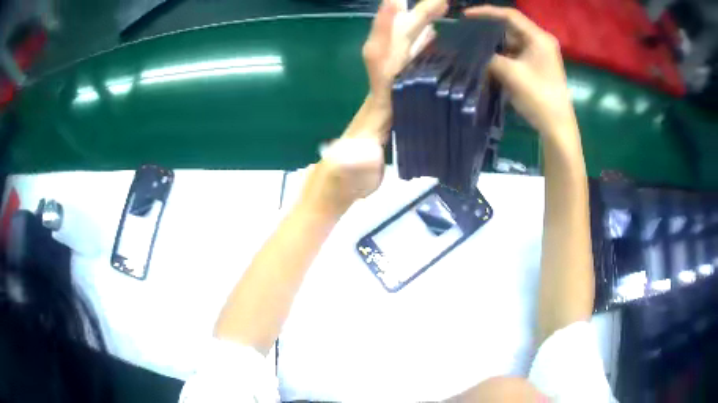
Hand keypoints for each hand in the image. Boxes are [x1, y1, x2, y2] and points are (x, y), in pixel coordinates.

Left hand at [300, 0, 446, 215]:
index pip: (381, 59)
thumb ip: (353, 162)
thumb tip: (359, 151)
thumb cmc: (344, 182)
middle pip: (396, 48)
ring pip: (404, 54)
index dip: (386, 29)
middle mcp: (383, 90)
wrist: (338, 186)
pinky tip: (432, 44)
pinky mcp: (396, 103)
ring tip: (437, 12)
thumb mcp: (349, 174)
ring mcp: (389, 95)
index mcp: (376, 101)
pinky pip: (410, 70)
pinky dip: (420, 52)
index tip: (394, 1)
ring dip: (418, 30)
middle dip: (413, 19)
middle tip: (439, 1)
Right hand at [465, 6, 576, 138]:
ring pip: (511, 41)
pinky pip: (515, 54)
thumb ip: (489, 57)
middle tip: (467, 31)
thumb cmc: (538, 97)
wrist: (557, 126)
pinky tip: (486, 58)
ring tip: (472, 44)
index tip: (465, 16)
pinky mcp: (536, 66)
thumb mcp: (511, 74)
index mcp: (539, 38)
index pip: (510, 15)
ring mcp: (539, 54)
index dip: (486, 12)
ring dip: (493, 44)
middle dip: (488, 29)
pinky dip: (501, 55)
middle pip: (510, 27)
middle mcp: (540, 42)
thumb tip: (471, 52)